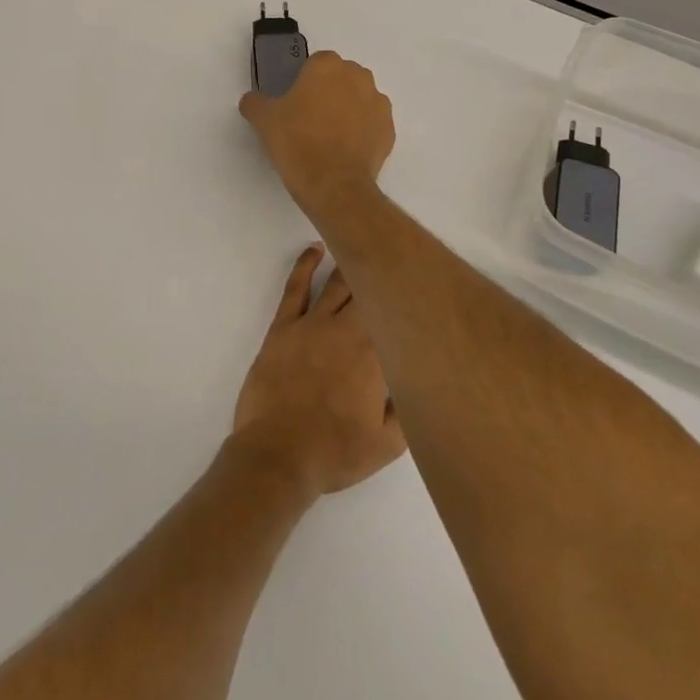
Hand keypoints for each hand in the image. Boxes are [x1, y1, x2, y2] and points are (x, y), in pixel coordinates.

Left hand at [230, 245, 405, 498]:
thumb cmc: (335, 452)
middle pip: (369, 291)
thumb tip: (418, 379)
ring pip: (337, 284)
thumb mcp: (387, 444)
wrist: (278, 454)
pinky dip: (306, 264)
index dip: (409, 299)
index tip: (421, 280)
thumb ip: (408, 409)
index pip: (398, 316)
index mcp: (376, 356)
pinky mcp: (283, 326)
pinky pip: (296, 287)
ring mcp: (312, 324)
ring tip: (364, 245)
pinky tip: (316, 249)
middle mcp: (347, 331)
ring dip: (351, 263)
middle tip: (397, 253)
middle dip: (384, 273)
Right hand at [238, 52, 394, 218]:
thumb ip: (256, 103)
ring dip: (347, 111)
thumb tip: (252, 101)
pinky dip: (361, 133)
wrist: (333, 184)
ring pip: (359, 100)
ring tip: (328, 137)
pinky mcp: (389, 130)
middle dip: (328, 92)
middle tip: (309, 118)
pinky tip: (344, 151)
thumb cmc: (296, 142)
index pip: (315, 63)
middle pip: (341, 78)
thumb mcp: (263, 120)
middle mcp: (358, 77)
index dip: (303, 81)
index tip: (294, 101)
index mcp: (328, 66)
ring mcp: (378, 104)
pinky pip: (371, 125)